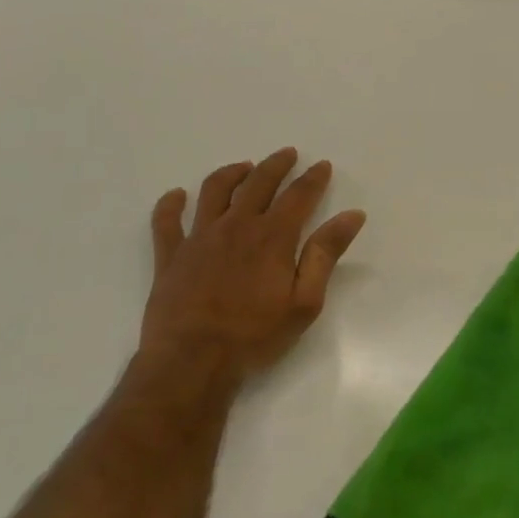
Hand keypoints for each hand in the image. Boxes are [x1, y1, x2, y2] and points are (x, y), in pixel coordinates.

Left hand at [139, 148, 366, 385]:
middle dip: (276, 165)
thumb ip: (326, 254)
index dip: (313, 178)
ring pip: (215, 191)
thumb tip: (352, 215)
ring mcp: (199, 238)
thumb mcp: (305, 301)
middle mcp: (236, 226)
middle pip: (258, 182)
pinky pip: (166, 221)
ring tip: (243, 167)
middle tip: (287, 154)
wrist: (192, 363)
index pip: (298, 195)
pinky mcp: (170, 256)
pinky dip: (170, 204)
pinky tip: (177, 195)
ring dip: (231, 173)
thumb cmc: (255, 336)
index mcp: (272, 236)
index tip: (322, 165)